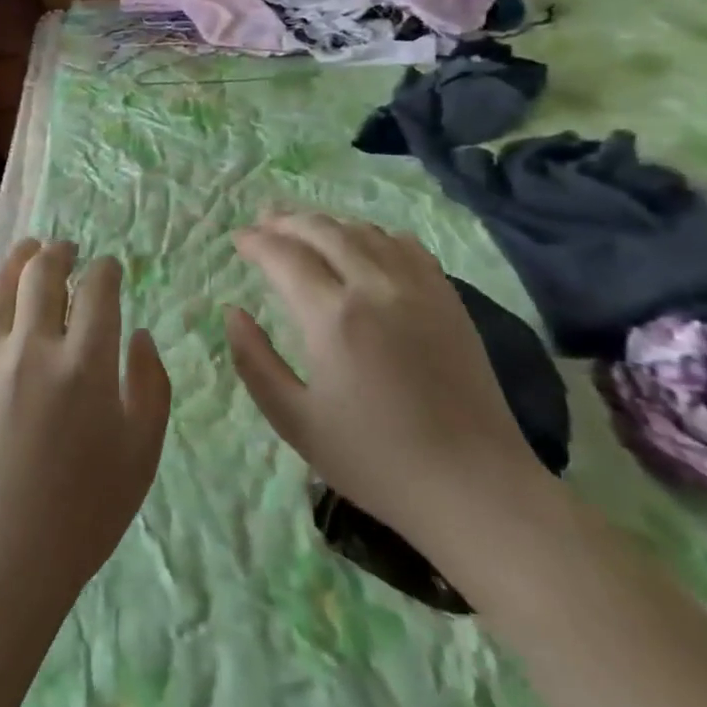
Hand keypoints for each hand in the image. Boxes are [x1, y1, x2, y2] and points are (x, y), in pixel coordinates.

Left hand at [0, 239, 171, 615]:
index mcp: (85, 363)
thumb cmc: (85, 511)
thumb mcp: (142, 454)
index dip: (106, 270)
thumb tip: (139, 335)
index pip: (97, 291)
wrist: (3, 557)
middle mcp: (33, 346)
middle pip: (42, 273)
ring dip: (12, 260)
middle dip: (59, 252)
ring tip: (25, 251)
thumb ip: (151, 386)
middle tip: (67, 249)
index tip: (111, 268)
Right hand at [226, 213, 545, 551]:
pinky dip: (375, 235)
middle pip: (324, 231)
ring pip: (366, 232)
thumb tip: (233, 312)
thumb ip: (254, 361)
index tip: (238, 239)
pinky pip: (407, 247)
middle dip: (287, 220)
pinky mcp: (449, 300)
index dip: (256, 242)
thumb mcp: (295, 421)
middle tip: (263, 222)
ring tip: (304, 229)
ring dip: (328, 224)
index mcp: (333, 318)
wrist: (473, 486)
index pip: (285, 256)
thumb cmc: (374, 460)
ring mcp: (419, 289)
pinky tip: (365, 245)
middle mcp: (376, 288)